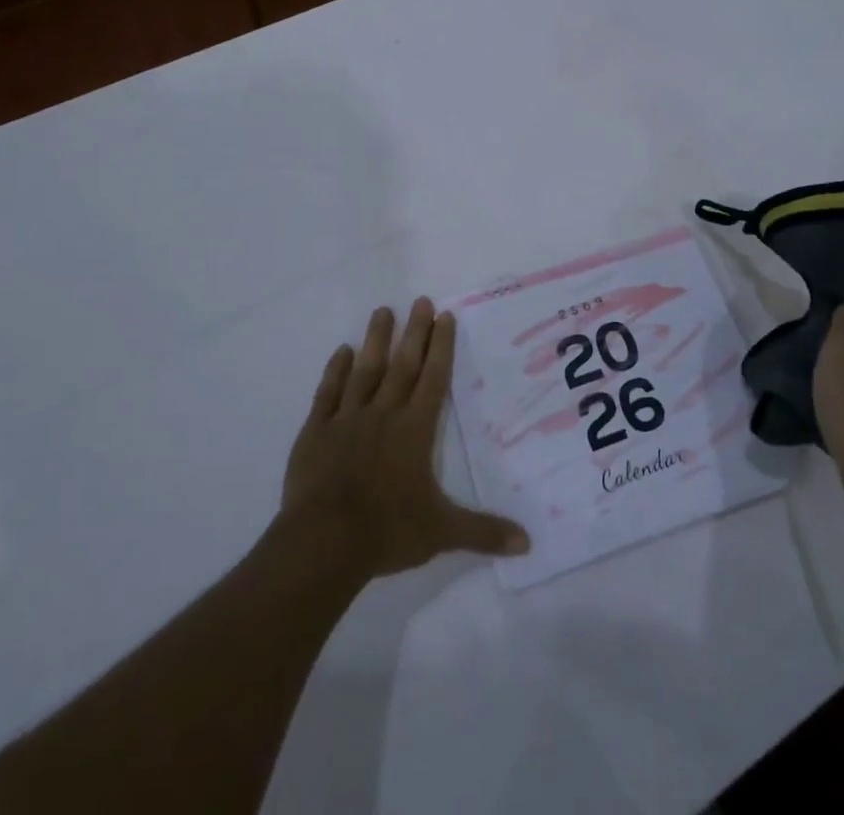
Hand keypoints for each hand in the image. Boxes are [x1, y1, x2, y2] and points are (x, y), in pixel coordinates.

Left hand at [281, 297, 529, 579]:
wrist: (324, 541)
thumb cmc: (388, 531)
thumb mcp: (442, 533)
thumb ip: (483, 532)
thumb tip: (528, 543)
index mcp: (414, 431)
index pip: (433, 380)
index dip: (441, 347)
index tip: (444, 316)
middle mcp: (383, 415)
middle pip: (402, 366)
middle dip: (414, 332)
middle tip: (420, 300)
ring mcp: (347, 419)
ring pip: (364, 371)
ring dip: (375, 340)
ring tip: (382, 311)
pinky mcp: (316, 432)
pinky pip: (328, 393)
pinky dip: (335, 371)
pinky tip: (341, 351)